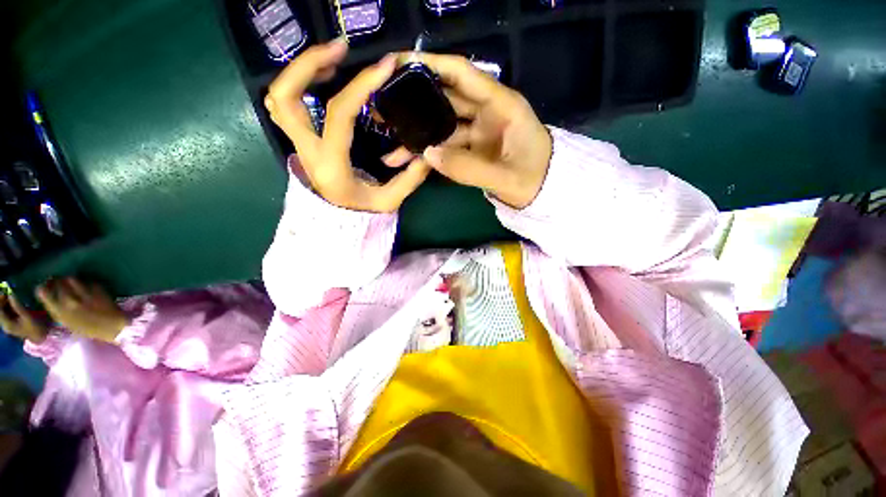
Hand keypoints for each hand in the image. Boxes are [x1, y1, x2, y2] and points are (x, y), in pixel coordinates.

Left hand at [0, 293, 47, 343]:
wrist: (41, 337)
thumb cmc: (35, 327)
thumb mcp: (27, 316)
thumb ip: (18, 306)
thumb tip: (11, 294)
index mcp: (6, 324)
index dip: (0, 300)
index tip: (6, 291)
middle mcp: (5, 324)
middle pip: (0, 310)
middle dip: (3, 300)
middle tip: (9, 292)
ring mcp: (8, 323)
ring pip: (3, 310)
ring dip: (6, 302)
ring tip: (12, 295)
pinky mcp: (12, 322)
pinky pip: (7, 312)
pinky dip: (10, 305)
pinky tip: (15, 302)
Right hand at [36, 278, 126, 343]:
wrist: (112, 327)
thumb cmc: (89, 329)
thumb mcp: (68, 323)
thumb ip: (58, 311)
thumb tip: (48, 298)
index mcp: (61, 312)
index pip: (44, 294)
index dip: (43, 289)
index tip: (43, 287)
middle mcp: (70, 301)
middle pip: (58, 283)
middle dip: (56, 281)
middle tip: (57, 281)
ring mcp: (84, 294)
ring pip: (71, 279)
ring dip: (69, 280)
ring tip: (71, 282)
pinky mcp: (97, 289)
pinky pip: (86, 281)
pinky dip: (84, 282)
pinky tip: (85, 286)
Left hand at [264, 40, 429, 212]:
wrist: (337, 226)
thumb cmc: (362, 214)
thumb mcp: (389, 201)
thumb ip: (410, 178)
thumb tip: (427, 153)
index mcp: (331, 164)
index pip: (339, 114)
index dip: (361, 85)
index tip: (384, 66)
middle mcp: (306, 150)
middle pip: (286, 95)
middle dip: (309, 63)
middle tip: (342, 49)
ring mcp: (298, 145)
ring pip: (278, 97)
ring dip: (300, 71)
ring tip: (332, 59)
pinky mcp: (300, 143)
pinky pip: (284, 107)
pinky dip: (297, 85)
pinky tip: (321, 79)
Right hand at [386, 53, 552, 208]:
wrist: (545, 194)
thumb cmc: (535, 180)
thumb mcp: (506, 177)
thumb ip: (469, 168)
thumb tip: (428, 154)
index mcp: (501, 106)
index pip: (463, 74)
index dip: (431, 65)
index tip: (397, 64)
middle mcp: (486, 112)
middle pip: (445, 98)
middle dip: (414, 101)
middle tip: (383, 107)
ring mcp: (478, 131)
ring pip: (442, 125)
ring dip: (417, 132)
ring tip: (388, 139)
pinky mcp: (472, 148)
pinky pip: (446, 146)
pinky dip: (428, 152)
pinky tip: (408, 159)